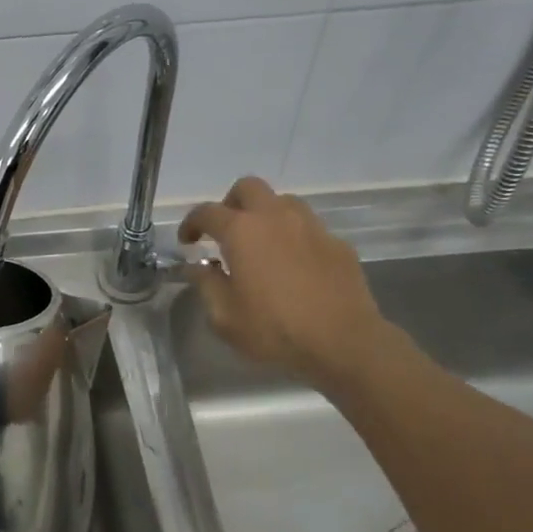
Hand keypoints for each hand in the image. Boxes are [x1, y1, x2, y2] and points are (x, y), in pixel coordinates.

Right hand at [179, 177, 401, 392]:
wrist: (345, 344)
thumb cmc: (275, 329)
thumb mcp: (224, 317)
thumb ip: (206, 285)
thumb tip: (197, 267)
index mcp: (242, 231)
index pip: (206, 212)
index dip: (191, 223)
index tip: (188, 241)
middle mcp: (275, 217)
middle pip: (248, 188)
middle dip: (231, 203)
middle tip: (226, 230)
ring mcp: (311, 227)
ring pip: (283, 202)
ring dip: (267, 214)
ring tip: (263, 244)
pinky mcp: (338, 244)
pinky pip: (310, 229)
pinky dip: (295, 238)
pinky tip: (295, 265)